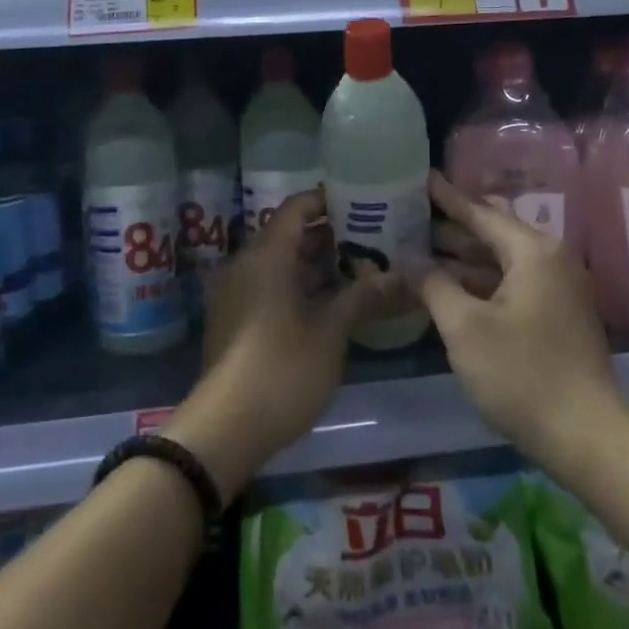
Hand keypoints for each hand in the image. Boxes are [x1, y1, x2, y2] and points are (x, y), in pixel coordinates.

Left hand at [170, 190, 394, 501]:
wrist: (224, 428)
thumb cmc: (282, 368)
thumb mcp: (330, 331)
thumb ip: (363, 297)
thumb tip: (403, 277)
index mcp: (266, 255)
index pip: (297, 207)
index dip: (329, 200)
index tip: (365, 203)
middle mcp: (246, 264)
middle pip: (290, 234)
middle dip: (331, 235)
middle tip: (374, 239)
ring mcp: (237, 292)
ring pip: (281, 263)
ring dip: (317, 264)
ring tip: (362, 269)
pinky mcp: (235, 319)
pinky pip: (270, 286)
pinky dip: (299, 286)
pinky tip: (333, 303)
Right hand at [415, 172, 628, 474]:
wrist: (586, 436)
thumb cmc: (522, 374)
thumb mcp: (465, 328)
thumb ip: (434, 285)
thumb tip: (409, 258)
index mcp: (533, 252)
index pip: (482, 213)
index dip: (448, 197)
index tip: (422, 176)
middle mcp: (551, 260)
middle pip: (494, 233)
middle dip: (453, 227)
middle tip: (412, 215)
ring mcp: (558, 290)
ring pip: (502, 261)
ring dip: (464, 258)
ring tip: (421, 248)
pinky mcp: (558, 316)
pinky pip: (512, 284)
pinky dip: (481, 281)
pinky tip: (451, 287)